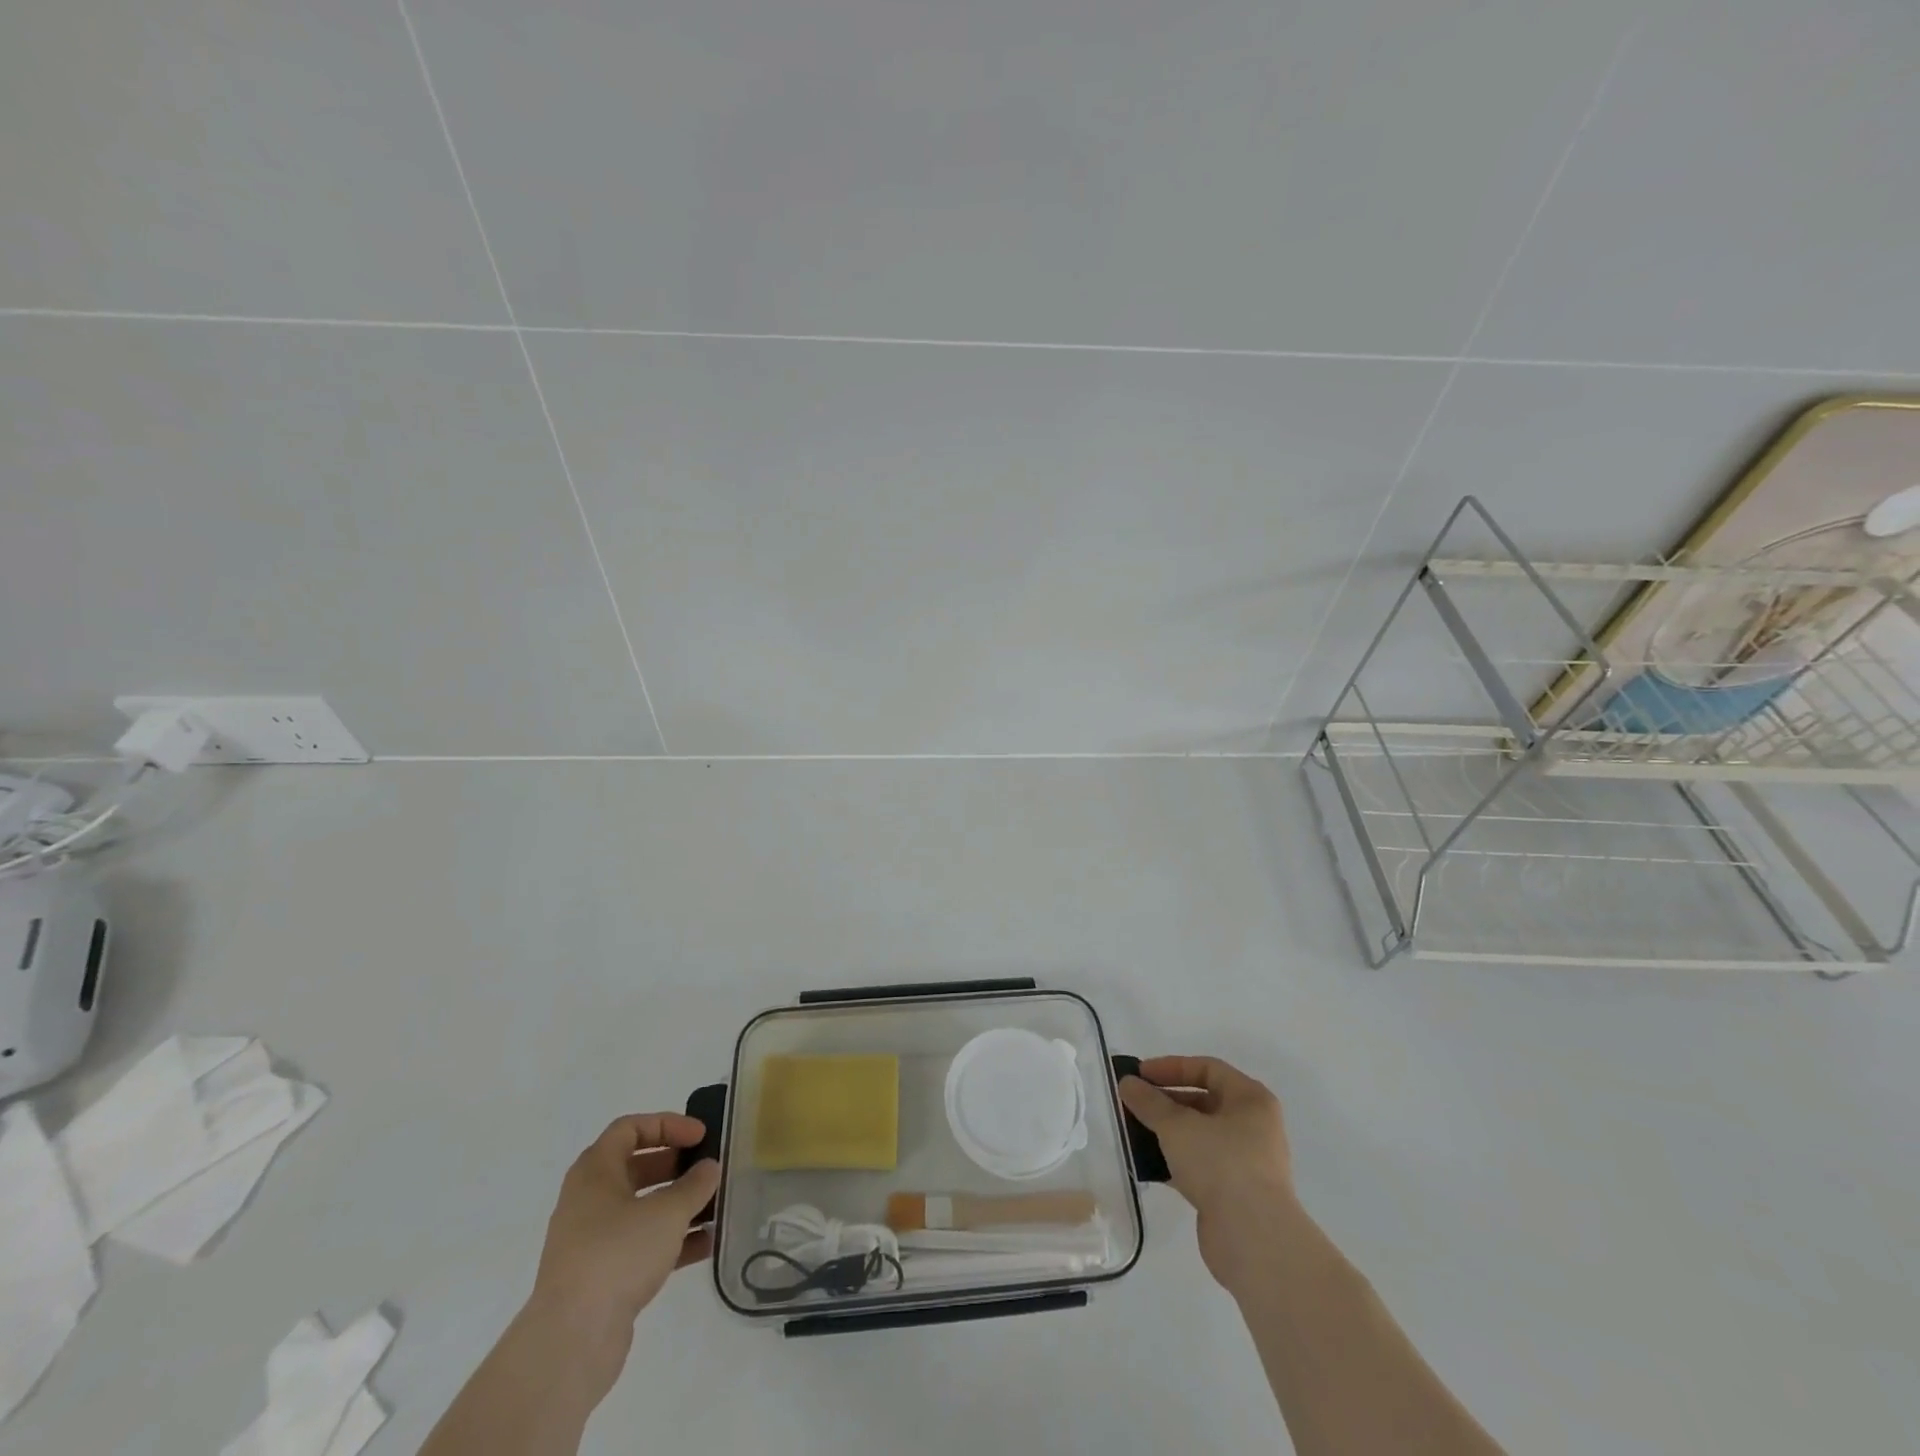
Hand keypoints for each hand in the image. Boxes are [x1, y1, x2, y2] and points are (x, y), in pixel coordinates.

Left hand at [525, 1113, 719, 1396]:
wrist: (571, 1341)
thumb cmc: (618, 1254)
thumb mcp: (667, 1211)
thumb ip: (695, 1185)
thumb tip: (709, 1168)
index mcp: (595, 1172)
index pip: (630, 1128)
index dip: (667, 1125)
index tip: (700, 1136)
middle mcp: (589, 1200)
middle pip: (636, 1167)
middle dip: (676, 1165)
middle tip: (708, 1169)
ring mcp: (593, 1241)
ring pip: (642, 1209)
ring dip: (679, 1205)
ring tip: (717, 1206)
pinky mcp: (602, 1277)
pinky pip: (643, 1245)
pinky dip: (673, 1240)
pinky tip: (707, 1245)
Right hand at [1120, 1056, 1294, 1294]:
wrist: (1253, 1240)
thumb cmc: (1220, 1164)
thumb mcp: (1177, 1126)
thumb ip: (1149, 1101)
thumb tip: (1127, 1083)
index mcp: (1251, 1100)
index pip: (1207, 1068)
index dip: (1171, 1067)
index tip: (1139, 1075)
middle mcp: (1254, 1126)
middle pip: (1203, 1101)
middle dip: (1166, 1101)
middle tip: (1133, 1104)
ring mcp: (1246, 1161)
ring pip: (1200, 1135)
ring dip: (1168, 1132)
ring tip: (1135, 1132)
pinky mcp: (1235, 1193)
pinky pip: (1200, 1165)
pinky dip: (1175, 1161)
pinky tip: (1149, 1164)